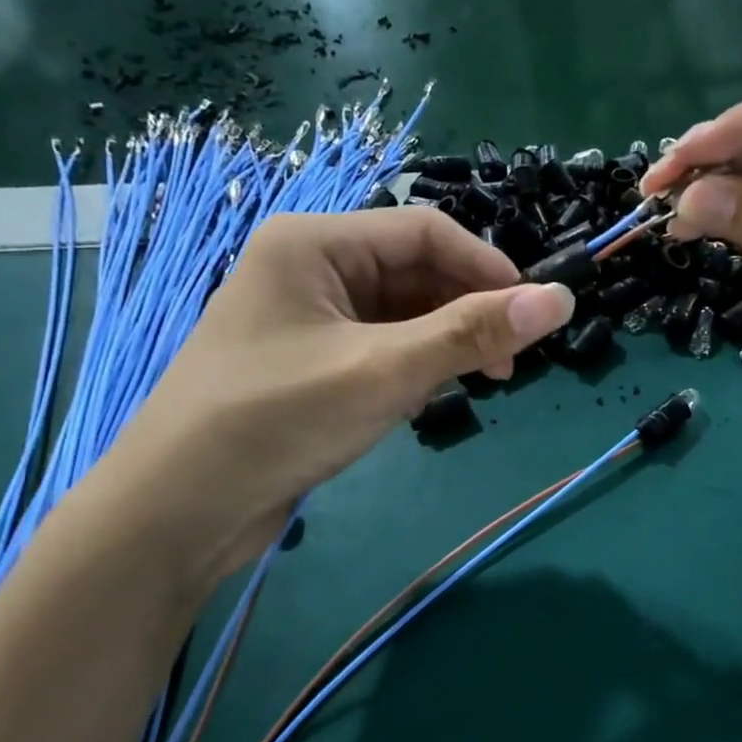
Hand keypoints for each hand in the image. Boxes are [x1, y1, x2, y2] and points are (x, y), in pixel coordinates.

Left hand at [88, 208, 575, 587]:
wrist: (180, 510)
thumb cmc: (277, 421)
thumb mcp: (385, 372)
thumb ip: (473, 333)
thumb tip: (562, 299)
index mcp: (315, 243)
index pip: (426, 231)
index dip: (489, 268)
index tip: (536, 317)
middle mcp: (311, 268)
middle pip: (416, 271)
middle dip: (469, 310)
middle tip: (509, 364)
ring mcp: (309, 319)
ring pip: (403, 313)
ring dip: (447, 342)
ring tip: (480, 383)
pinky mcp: (312, 364)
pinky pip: (382, 347)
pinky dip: (417, 365)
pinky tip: (430, 397)